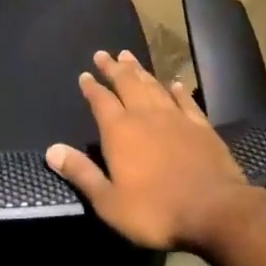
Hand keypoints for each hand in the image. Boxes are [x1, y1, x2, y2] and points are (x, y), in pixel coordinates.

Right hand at [44, 49, 262, 251]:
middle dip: (113, 68)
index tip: (85, 74)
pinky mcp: (201, 126)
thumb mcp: (109, 202)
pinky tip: (174, 83)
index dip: (92, 87)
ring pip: (153, 86)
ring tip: (129, 56)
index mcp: (120, 131)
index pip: (101, 101)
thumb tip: (51, 150)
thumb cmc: (156, 211)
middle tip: (104, 54)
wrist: (214, 210)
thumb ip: (81, 173)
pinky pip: (185, 101)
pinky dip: (177, 90)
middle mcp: (145, 115)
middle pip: (127, 84)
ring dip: (140, 71)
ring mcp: (176, 118)